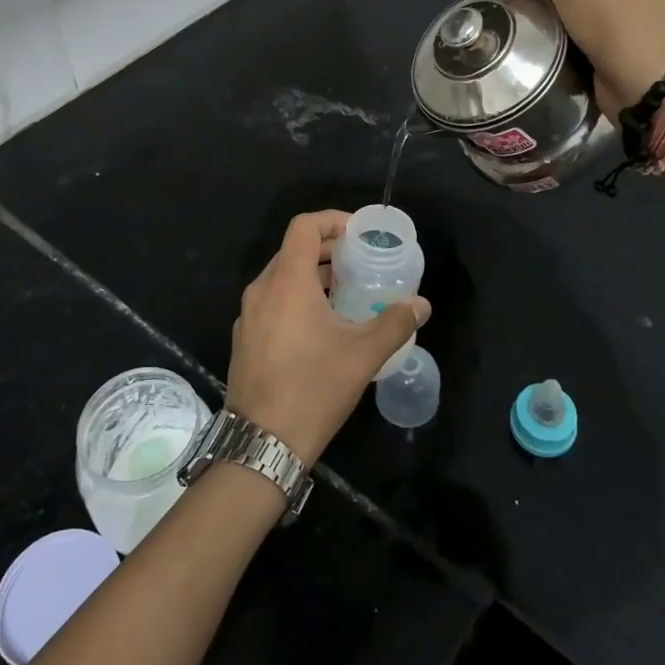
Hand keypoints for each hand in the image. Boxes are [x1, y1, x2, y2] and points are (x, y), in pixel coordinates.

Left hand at [226, 211, 428, 463]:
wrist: (261, 444)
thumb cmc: (314, 389)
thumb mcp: (363, 355)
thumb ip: (395, 323)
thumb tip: (421, 305)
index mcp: (287, 282)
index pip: (304, 227)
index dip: (332, 220)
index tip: (358, 234)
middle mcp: (261, 290)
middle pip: (293, 251)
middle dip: (328, 250)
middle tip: (359, 263)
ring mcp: (248, 316)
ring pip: (281, 278)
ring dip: (313, 277)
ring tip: (345, 294)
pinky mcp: (244, 339)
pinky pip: (271, 303)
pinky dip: (296, 299)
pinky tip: (320, 328)